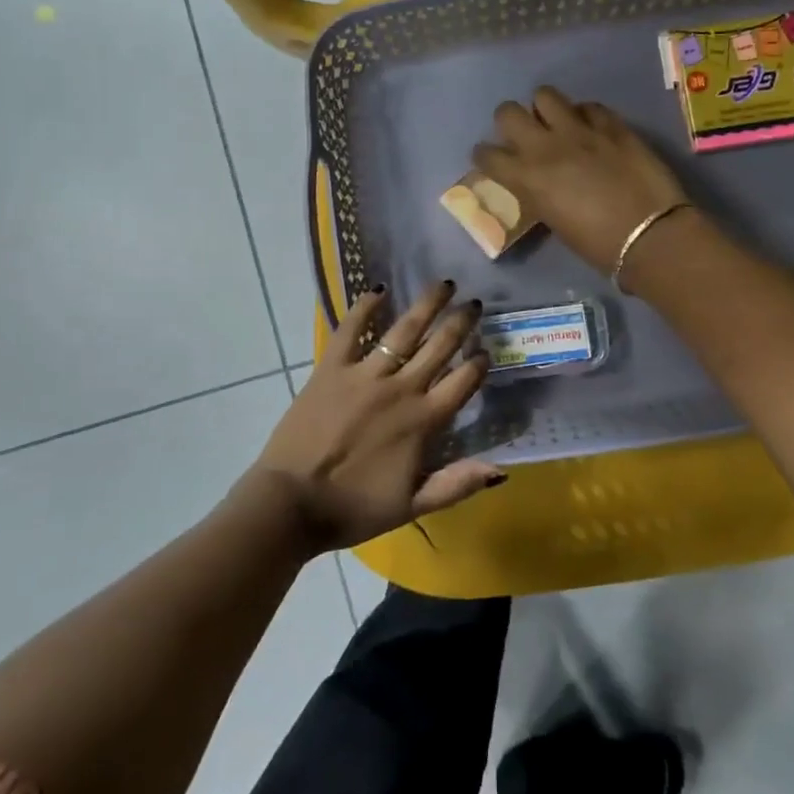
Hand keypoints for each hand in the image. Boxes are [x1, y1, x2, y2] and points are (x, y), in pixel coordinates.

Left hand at [243, 282, 502, 553]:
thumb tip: (501, 470)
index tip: (487, 350)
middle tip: (474, 303)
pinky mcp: (331, 369)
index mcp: (422, 421)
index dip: (479, 364)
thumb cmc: (353, 508)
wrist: (292, 502)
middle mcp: (399, 389)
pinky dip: (364, 308)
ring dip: (426, 306)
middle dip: (461, 323)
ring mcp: (364, 375)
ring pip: (403, 331)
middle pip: (439, 348)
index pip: (462, 382)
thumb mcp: (412, 506)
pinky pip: (350, 331)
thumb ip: (456, 484)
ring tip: (442, 285)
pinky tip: (377, 290)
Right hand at [474, 86, 689, 272]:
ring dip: (545, 109)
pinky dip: (584, 115)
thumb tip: (536, 181)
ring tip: (556, 124)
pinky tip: (592, 129)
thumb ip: (538, 192)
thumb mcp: (553, 220)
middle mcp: (546, 146)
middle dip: (509, 121)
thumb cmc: (598, 245)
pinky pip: (588, 106)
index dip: (484, 155)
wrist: (650, 235)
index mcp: (527, 177)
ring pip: (545, 95)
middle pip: (507, 111)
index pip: (486, 154)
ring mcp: (580, 130)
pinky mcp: (612, 124)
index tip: (492, 160)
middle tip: (523, 135)